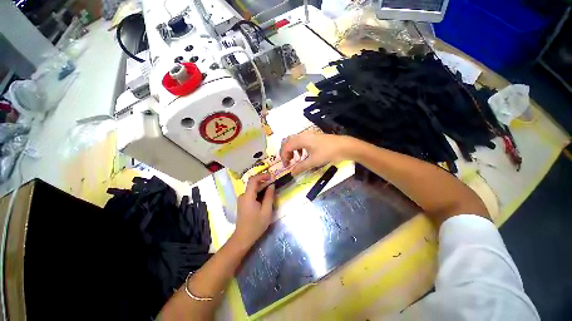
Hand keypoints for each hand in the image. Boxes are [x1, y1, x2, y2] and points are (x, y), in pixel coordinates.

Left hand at [233, 173, 274, 246]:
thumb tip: (272, 185)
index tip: (271, 176)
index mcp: (248, 196)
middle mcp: (243, 195)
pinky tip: (265, 197)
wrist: (243, 238)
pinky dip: (259, 192)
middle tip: (274, 183)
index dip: (262, 175)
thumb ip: (269, 196)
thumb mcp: (266, 211)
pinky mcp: (243, 203)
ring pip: (253, 189)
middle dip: (264, 181)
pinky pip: (251, 194)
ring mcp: (242, 199)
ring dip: (262, 187)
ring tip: (272, 190)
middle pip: (253, 184)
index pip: (253, 180)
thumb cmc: (256, 225)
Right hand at [280, 132, 348, 175]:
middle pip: (288, 142)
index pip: (286, 147)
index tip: (286, 166)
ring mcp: (308, 135)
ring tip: (295, 159)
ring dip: (292, 150)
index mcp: (301, 139)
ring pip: (294, 141)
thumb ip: (300, 167)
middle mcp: (302, 135)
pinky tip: (303, 155)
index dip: (284, 157)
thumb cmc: (327, 153)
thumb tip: (291, 173)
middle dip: (286, 153)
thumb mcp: (313, 161)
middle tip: (288, 162)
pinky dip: (298, 148)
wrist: (344, 146)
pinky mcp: (313, 137)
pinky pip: (301, 141)